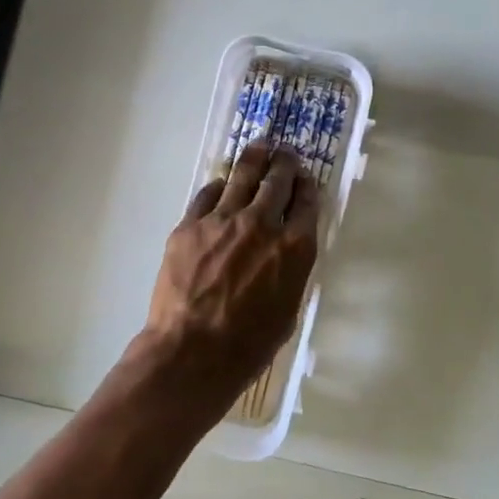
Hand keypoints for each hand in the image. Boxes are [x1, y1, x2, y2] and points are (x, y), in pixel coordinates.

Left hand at [137, 144, 320, 410]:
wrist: (192, 352)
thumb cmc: (248, 345)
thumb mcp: (287, 309)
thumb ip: (289, 271)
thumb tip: (284, 253)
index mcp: (295, 248)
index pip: (307, 202)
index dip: (307, 185)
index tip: (305, 178)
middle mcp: (263, 224)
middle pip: (277, 180)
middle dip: (285, 162)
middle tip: (285, 153)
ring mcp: (223, 220)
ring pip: (242, 175)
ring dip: (254, 158)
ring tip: (259, 146)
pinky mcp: (190, 225)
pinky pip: (207, 195)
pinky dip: (219, 187)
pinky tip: (222, 185)